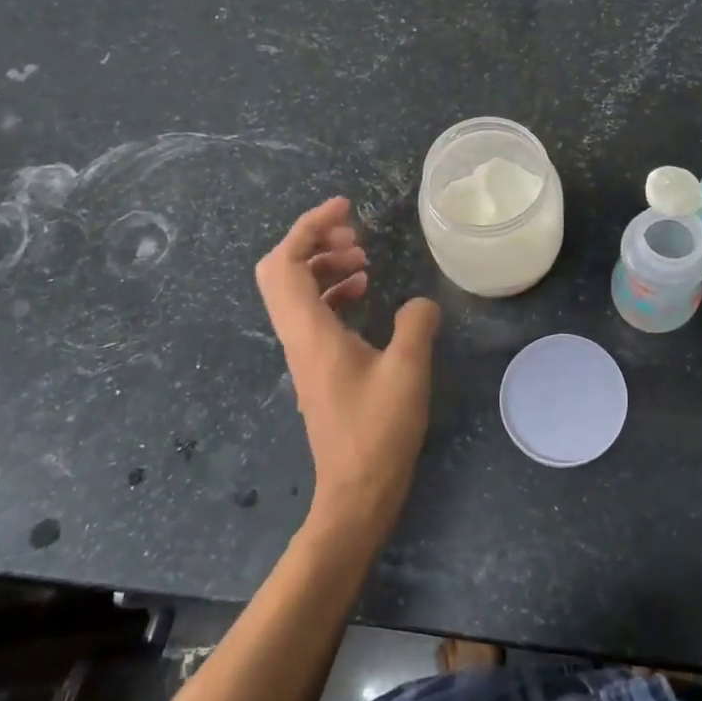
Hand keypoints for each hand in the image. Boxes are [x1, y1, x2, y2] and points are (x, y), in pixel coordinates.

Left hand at [255, 197, 441, 542]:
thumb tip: (420, 302)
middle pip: (280, 271)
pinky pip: (313, 312)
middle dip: (312, 239)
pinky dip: (333, 291)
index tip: (345, 208)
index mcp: (310, 332)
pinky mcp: (317, 367)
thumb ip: (416, 324)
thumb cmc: (379, 432)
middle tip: (354, 231)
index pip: (284, 263)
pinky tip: (364, 292)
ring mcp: (304, 353)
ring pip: (296, 291)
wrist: (356, 492)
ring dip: (323, 263)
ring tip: (363, 257)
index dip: (308, 226)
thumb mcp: (408, 371)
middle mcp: (298, 337)